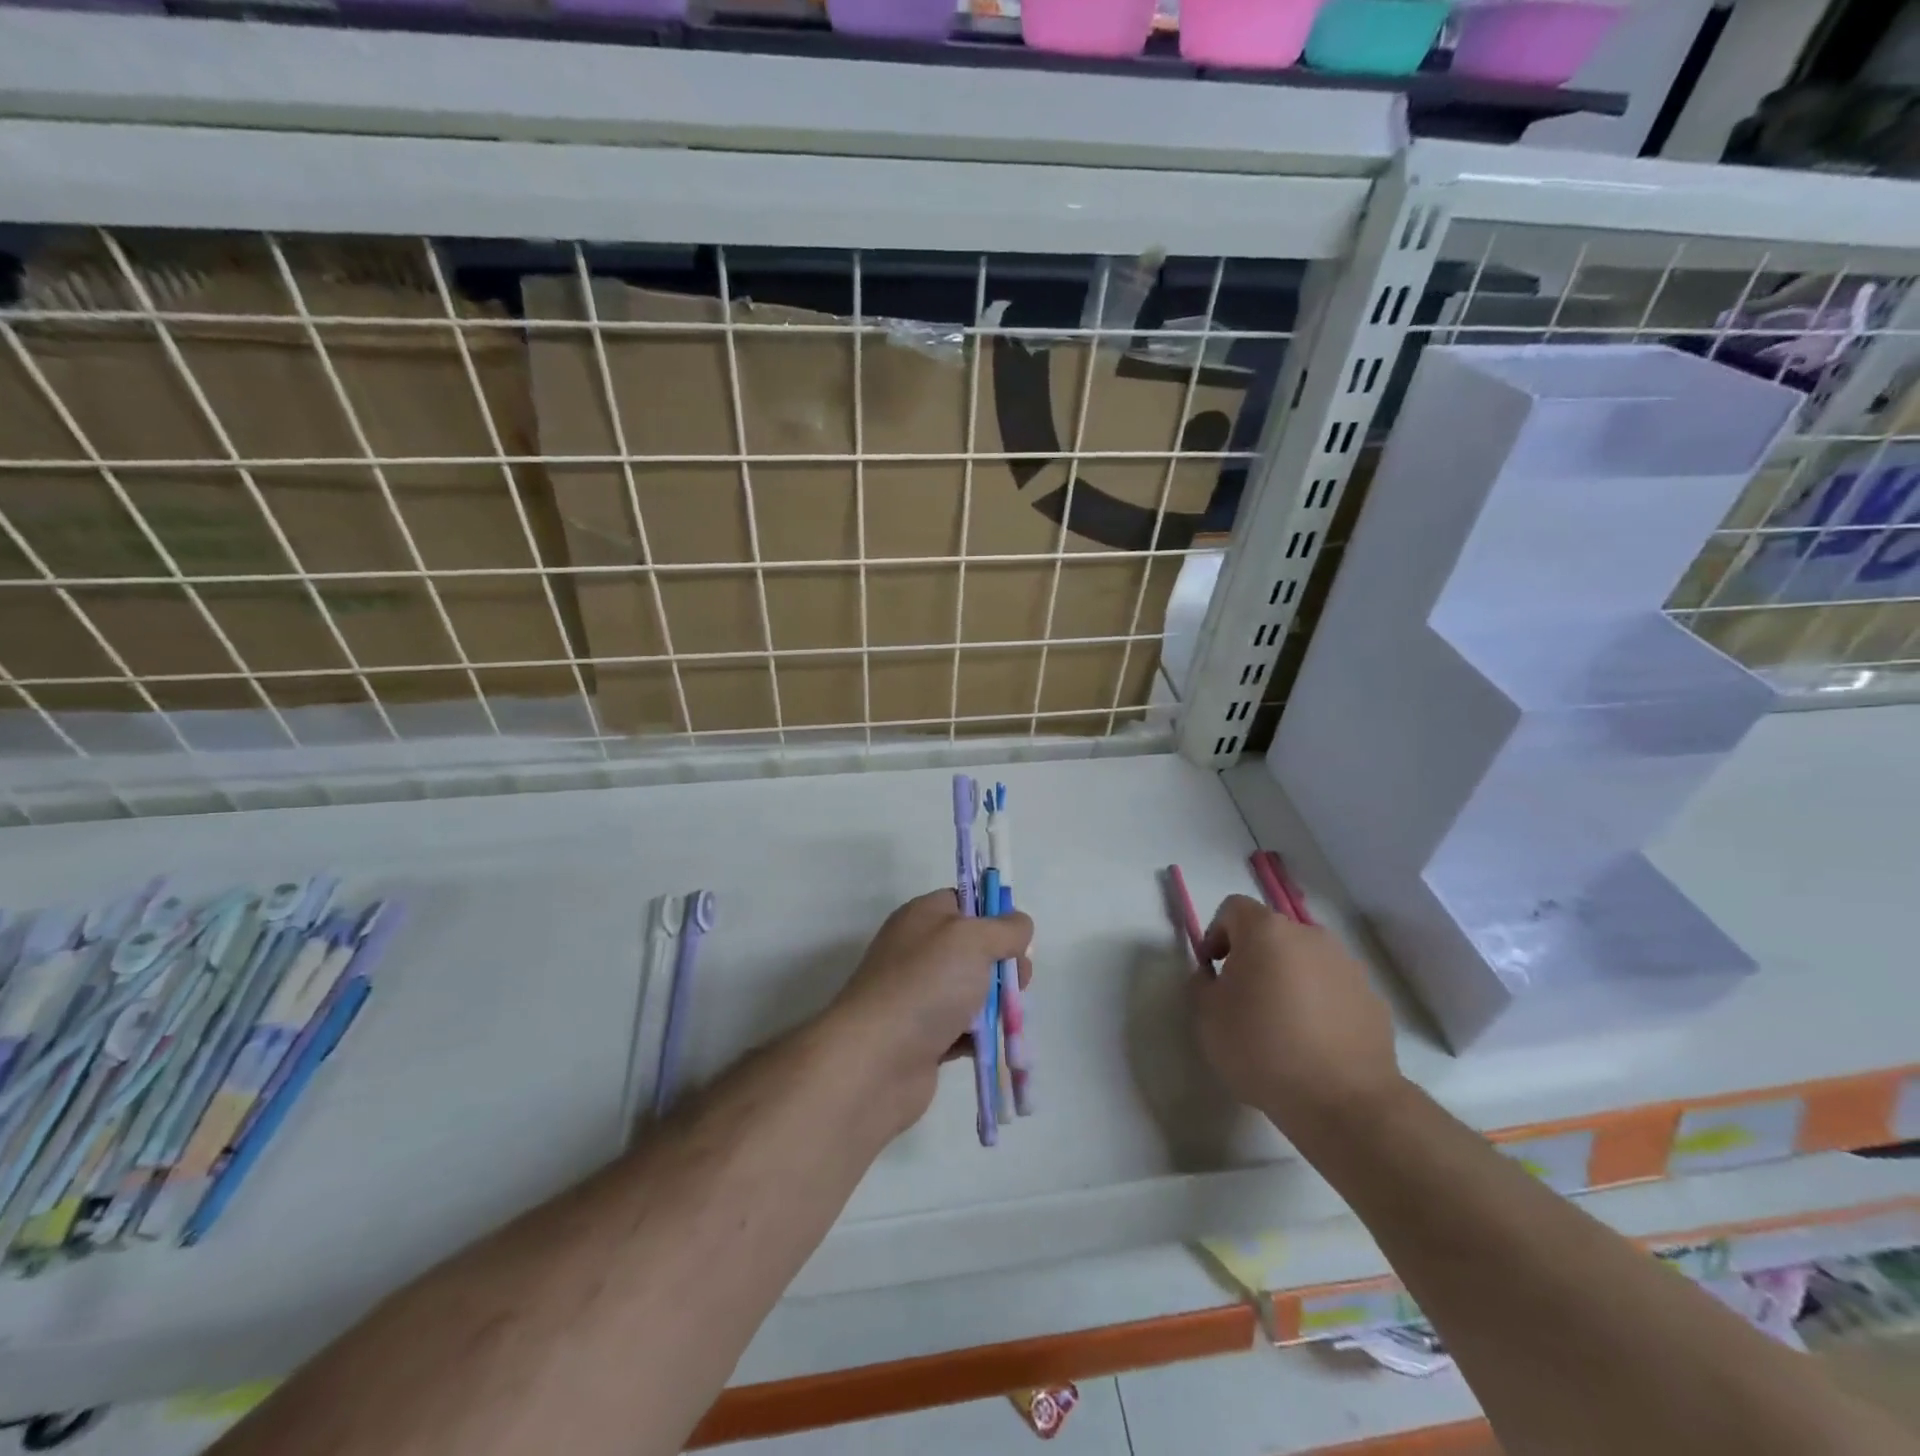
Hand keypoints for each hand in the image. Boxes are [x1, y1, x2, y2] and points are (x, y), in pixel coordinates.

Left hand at [829, 890, 1032, 1132]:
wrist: (875, 1060)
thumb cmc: (925, 985)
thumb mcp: (972, 939)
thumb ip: (1004, 928)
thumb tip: (1019, 925)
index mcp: (924, 916)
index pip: (966, 901)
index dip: (995, 914)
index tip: (1017, 938)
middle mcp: (919, 951)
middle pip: (976, 948)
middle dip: (1004, 964)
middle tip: (1018, 982)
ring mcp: (920, 995)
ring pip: (973, 990)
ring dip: (996, 1003)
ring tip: (1007, 1018)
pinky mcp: (925, 1036)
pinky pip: (963, 1029)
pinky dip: (979, 1036)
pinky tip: (988, 1043)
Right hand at [1193, 894, 1402, 1141]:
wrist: (1345, 1102)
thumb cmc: (1263, 1049)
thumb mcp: (1207, 1017)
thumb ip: (1202, 984)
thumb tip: (1214, 976)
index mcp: (1267, 931)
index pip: (1233, 908)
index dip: (1217, 934)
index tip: (1213, 970)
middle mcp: (1310, 936)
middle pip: (1273, 932)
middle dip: (1255, 956)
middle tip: (1244, 997)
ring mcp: (1348, 965)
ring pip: (1306, 960)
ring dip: (1290, 978)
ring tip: (1282, 1023)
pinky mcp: (1373, 998)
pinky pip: (1334, 988)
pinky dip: (1319, 1002)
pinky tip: (1313, 1041)